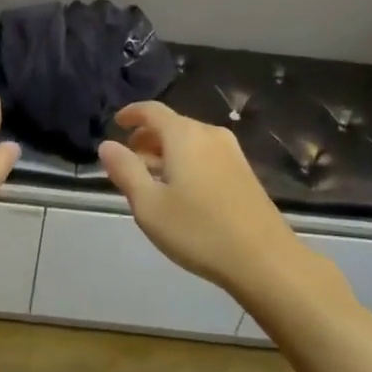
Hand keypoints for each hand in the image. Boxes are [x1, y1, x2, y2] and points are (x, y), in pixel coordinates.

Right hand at [98, 101, 303, 287]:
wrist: (265, 260)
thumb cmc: (199, 230)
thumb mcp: (149, 205)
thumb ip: (125, 171)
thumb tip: (107, 145)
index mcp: (184, 135)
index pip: (152, 111)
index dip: (131, 113)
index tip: (116, 123)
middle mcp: (209, 134)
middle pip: (172, 125)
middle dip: (147, 138)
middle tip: (129, 160)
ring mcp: (232, 153)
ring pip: (190, 142)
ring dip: (166, 153)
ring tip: (150, 179)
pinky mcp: (245, 173)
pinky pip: (206, 156)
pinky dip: (186, 163)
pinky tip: (181, 192)